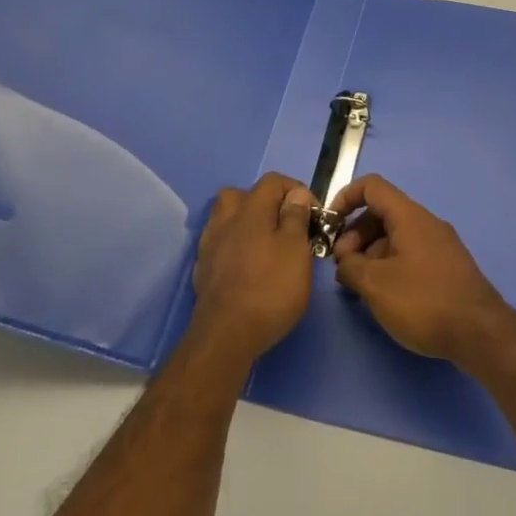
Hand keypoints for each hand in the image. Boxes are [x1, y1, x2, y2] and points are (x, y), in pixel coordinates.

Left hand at [191, 173, 315, 365]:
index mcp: (251, 210)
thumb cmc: (270, 288)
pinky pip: (220, 243)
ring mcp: (210, 244)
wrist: (226, 335)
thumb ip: (295, 217)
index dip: (295, 190)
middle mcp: (225, 220)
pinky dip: (234, 246)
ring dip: (245, 223)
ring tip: (265, 243)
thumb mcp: (296, 250)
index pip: (272, 181)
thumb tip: (295, 195)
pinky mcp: (203, 268)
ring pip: (226, 218)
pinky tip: (247, 265)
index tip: (312, 213)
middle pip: (241, 195)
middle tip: (283, 224)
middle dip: (264, 203)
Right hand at [330, 175, 510, 363]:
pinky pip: (410, 253)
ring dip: (371, 253)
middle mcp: (426, 223)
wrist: (479, 333)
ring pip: (395, 236)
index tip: (329, 225)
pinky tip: (383, 294)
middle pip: (382, 213)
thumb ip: (350, 267)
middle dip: (355, 234)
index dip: (345, 198)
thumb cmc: (423, 302)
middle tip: (343, 267)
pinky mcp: (446, 267)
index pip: (372, 187)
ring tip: (359, 285)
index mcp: (410, 216)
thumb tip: (346, 262)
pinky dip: (389, 264)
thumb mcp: (375, 284)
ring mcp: (440, 244)